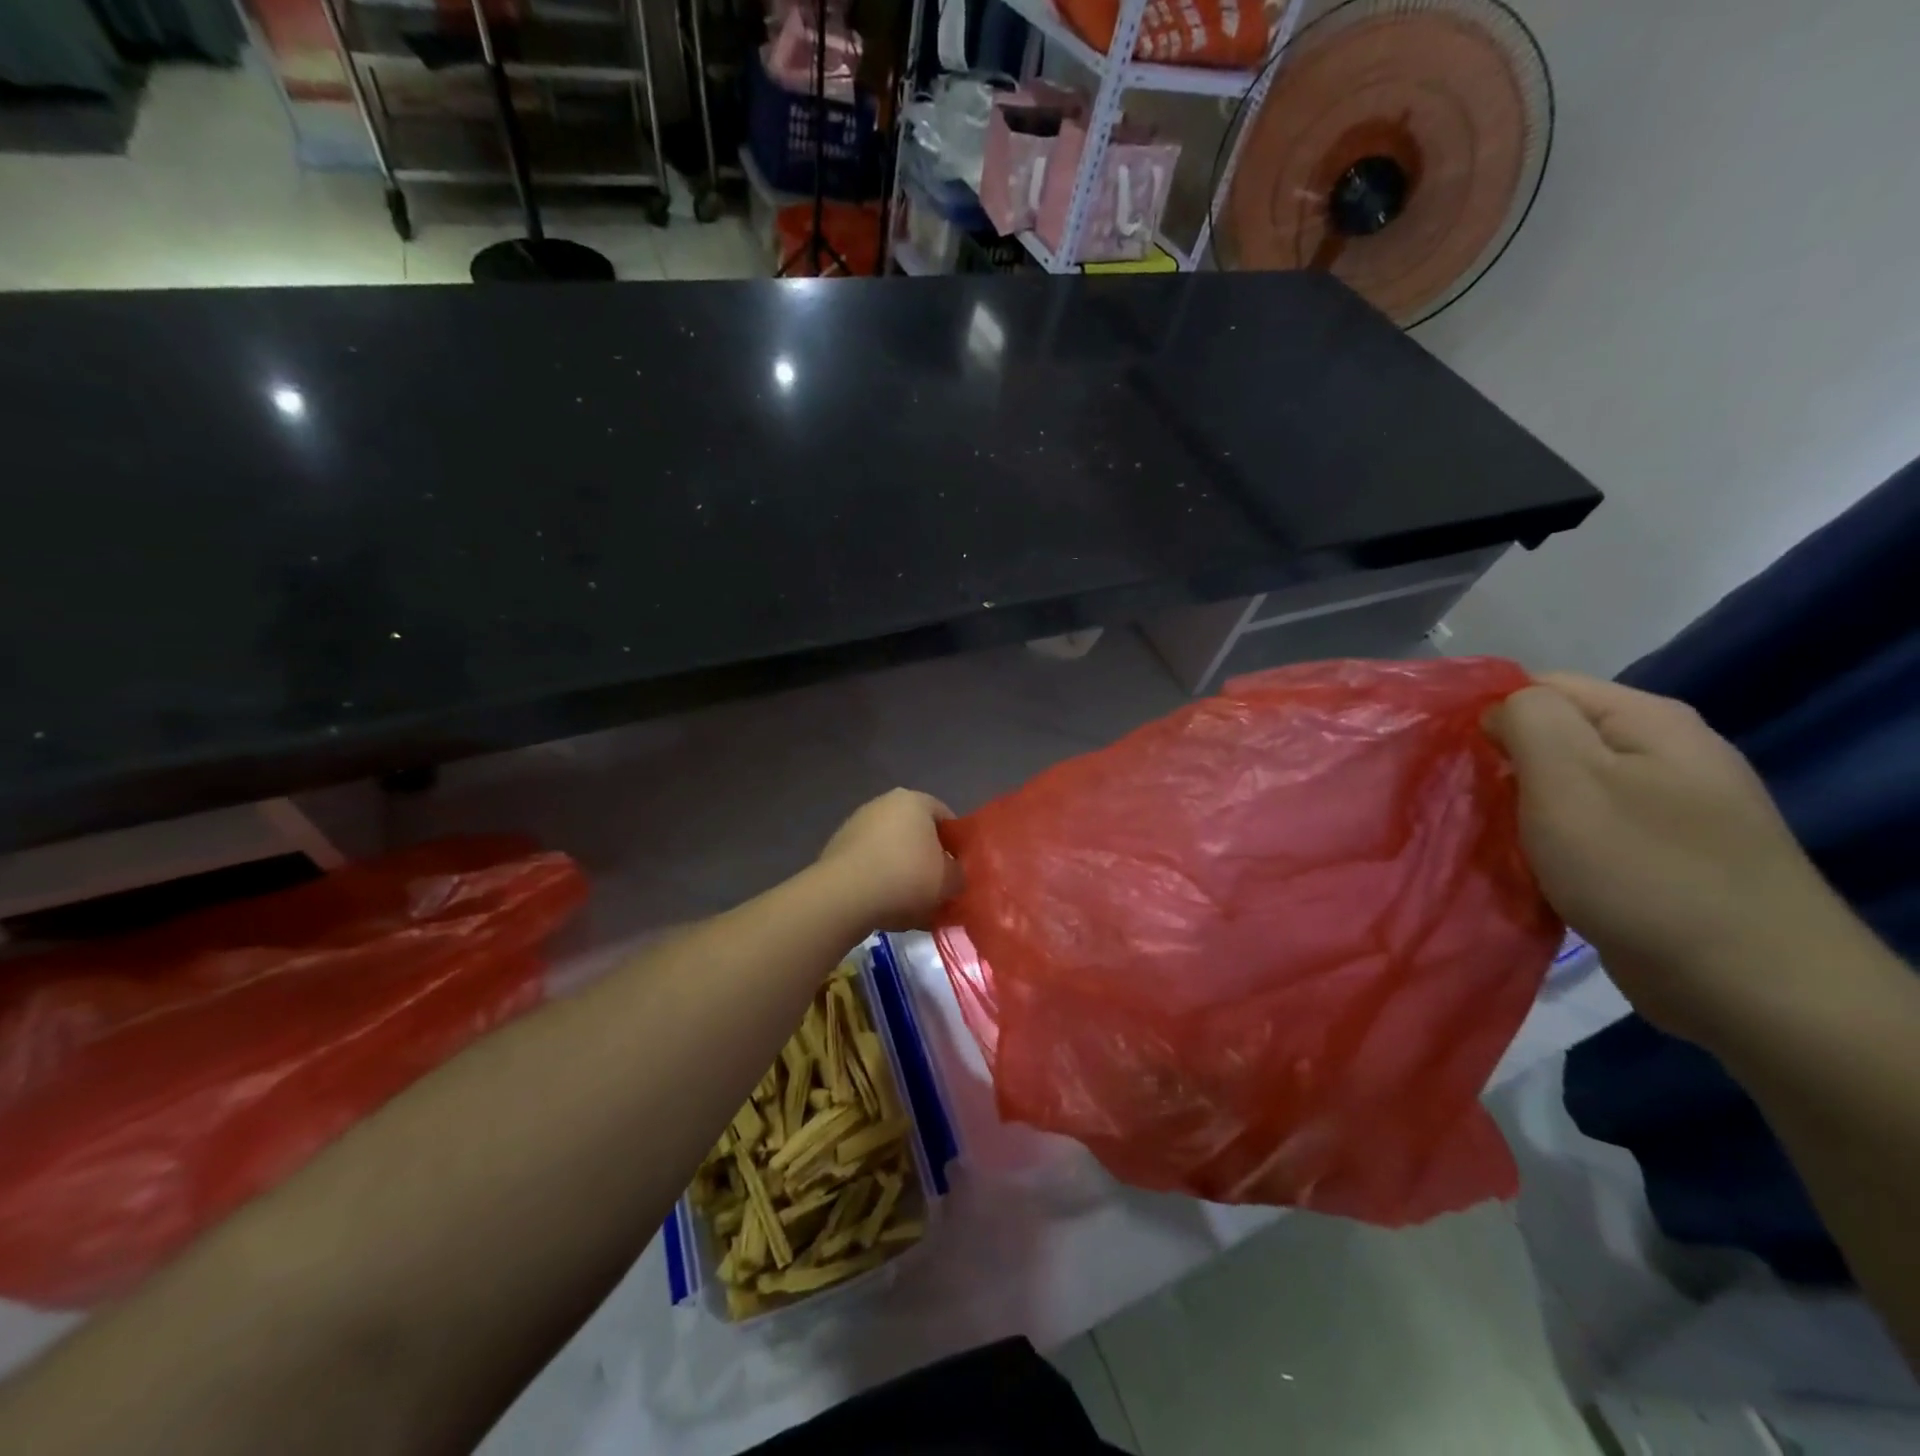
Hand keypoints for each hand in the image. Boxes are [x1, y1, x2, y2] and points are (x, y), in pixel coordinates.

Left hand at [815, 789, 964, 932]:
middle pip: (917, 833)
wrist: (844, 896)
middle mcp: (883, 803)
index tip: (960, 871)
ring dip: (903, 872)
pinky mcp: (837, 848)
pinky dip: (880, 880)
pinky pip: (869, 864)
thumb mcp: (949, 881)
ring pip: (892, 850)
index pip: (946, 818)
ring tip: (912, 904)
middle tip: (938, 889)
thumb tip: (954, 875)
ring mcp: (856, 824)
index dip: (958, 845)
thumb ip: (959, 875)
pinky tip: (885, 906)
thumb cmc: (905, 877)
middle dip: (928, 860)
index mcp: (914, 801)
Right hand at [1485, 674, 1856, 1048]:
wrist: (1749, 986)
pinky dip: (1545, 844)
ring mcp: (1664, 810)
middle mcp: (1662, 755)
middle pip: (1553, 738)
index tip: (1447, 754)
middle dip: (1500, 764)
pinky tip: (1523, 865)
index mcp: (1647, 722)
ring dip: (1519, 809)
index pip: (1541, 686)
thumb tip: (1501, 710)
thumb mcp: (1571, 778)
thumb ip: (1529, 720)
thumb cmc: (1644, 869)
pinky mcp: (1656, 858)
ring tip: (1483, 834)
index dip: (1487, 712)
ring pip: (1563, 789)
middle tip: (1461, 799)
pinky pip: (1581, 832)